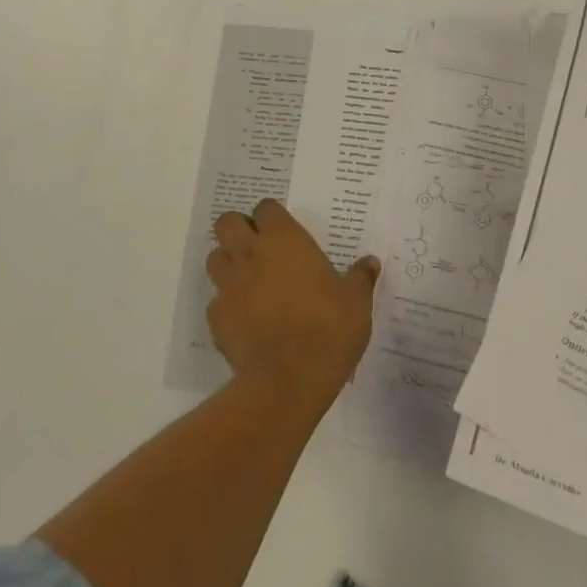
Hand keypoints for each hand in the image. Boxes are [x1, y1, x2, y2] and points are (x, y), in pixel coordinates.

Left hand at [206, 200, 379, 414]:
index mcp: (284, 240)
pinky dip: (227, 306)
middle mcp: (250, 254)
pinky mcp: (216, 318)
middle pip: (227, 223)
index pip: (266, 208)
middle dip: (238, 230)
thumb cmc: (328, 329)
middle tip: (258, 247)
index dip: (271, 216)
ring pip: (215, 258)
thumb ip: (360, 278)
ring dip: (228, 263)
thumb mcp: (356, 302)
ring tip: (249, 281)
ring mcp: (228, 286)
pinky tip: (246, 320)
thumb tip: (371, 262)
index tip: (283, 231)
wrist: (289, 379)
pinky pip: (216, 301)